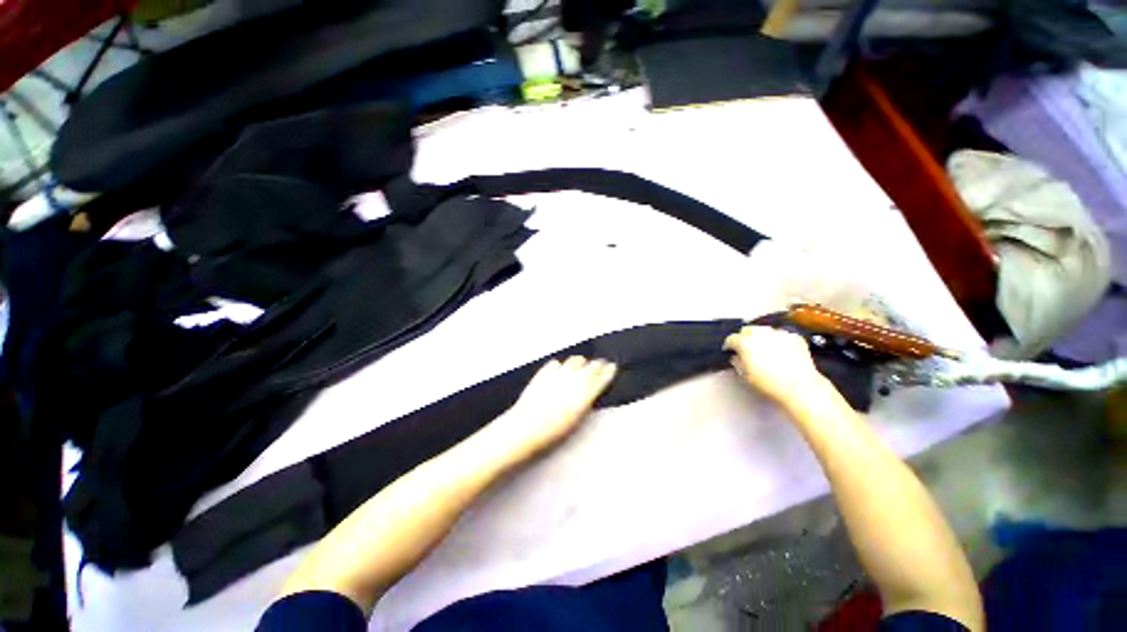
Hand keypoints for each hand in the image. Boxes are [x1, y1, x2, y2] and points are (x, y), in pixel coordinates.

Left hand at [484, 357, 617, 463]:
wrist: (525, 428)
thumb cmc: (553, 432)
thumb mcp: (576, 421)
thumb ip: (586, 403)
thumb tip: (591, 394)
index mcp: (584, 394)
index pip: (601, 377)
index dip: (608, 371)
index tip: (612, 367)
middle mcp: (573, 380)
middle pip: (590, 366)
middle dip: (597, 364)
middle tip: (601, 364)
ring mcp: (558, 374)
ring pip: (574, 360)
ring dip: (580, 363)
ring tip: (581, 365)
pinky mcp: (543, 373)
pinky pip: (555, 363)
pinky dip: (560, 366)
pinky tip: (559, 369)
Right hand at [724, 325, 826, 406]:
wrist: (800, 387)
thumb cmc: (771, 384)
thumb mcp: (746, 376)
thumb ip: (737, 362)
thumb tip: (736, 357)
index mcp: (745, 343)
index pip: (731, 339)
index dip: (729, 345)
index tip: (730, 350)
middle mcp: (760, 334)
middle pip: (747, 329)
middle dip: (745, 337)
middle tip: (746, 348)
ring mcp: (778, 334)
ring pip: (765, 330)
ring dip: (762, 337)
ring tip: (765, 348)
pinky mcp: (794, 337)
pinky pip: (782, 334)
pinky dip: (778, 340)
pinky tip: (780, 350)